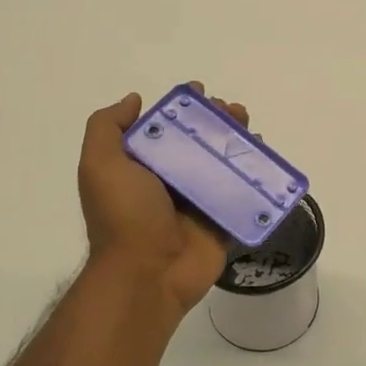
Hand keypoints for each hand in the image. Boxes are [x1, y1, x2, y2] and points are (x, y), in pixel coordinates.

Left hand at [78, 85, 248, 314]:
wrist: (148, 273)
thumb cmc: (124, 215)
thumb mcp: (100, 164)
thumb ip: (107, 127)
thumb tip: (135, 100)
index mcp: (142, 166)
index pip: (165, 127)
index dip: (182, 107)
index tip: (201, 93)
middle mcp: (170, 181)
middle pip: (199, 142)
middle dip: (217, 121)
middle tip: (233, 111)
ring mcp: (198, 202)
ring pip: (224, 164)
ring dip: (238, 143)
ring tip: (250, 128)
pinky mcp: (222, 221)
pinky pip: (243, 194)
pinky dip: (256, 176)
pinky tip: (265, 157)